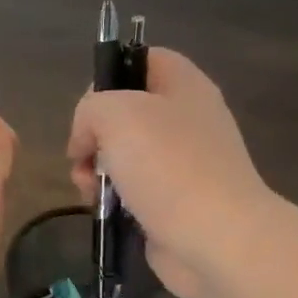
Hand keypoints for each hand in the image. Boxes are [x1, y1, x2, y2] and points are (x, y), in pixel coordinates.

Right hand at [67, 48, 272, 297]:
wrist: (215, 238)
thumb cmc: (168, 167)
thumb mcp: (116, 114)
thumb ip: (90, 109)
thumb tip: (87, 140)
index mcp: (183, 86)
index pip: (141, 59)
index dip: (108, 76)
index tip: (88, 109)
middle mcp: (186, 120)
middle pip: (125, 112)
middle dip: (93, 135)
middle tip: (82, 157)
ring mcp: (182, 164)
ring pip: (123, 156)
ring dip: (95, 171)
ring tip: (89, 191)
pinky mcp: (173, 203)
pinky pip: (132, 191)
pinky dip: (112, 200)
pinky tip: (105, 211)